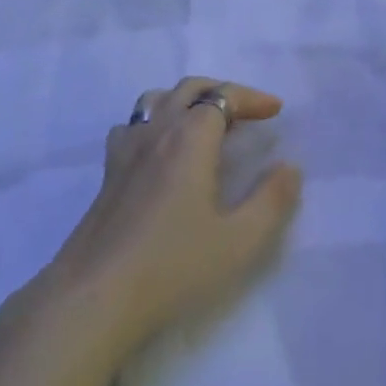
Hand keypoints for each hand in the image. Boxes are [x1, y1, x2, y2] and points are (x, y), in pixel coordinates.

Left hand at [51, 79, 300, 350]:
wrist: (95, 296)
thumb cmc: (174, 266)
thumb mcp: (240, 241)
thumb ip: (272, 200)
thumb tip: (289, 167)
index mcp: (189, 138)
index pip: (222, 97)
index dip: (252, 98)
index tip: (275, 110)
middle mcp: (155, 132)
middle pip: (188, 89)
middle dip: (222, 92)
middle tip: (247, 114)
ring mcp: (126, 150)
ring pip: (156, 101)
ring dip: (186, 100)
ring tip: (205, 124)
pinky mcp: (107, 173)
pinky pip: (133, 125)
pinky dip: (155, 121)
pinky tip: (161, 150)